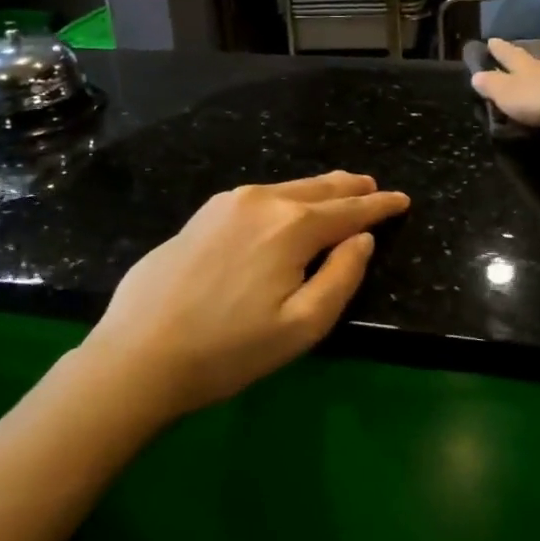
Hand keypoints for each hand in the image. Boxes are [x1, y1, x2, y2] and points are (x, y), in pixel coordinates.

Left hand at [80, 172, 409, 418]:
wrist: (137, 354)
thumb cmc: (228, 350)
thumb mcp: (301, 327)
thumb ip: (341, 277)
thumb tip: (362, 240)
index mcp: (293, 226)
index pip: (350, 209)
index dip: (379, 206)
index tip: (402, 200)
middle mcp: (264, 200)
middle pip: (319, 188)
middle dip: (351, 187)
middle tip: (374, 186)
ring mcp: (228, 202)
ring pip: (288, 188)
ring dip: (319, 190)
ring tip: (339, 190)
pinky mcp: (202, 214)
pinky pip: (260, 197)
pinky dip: (287, 197)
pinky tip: (287, 206)